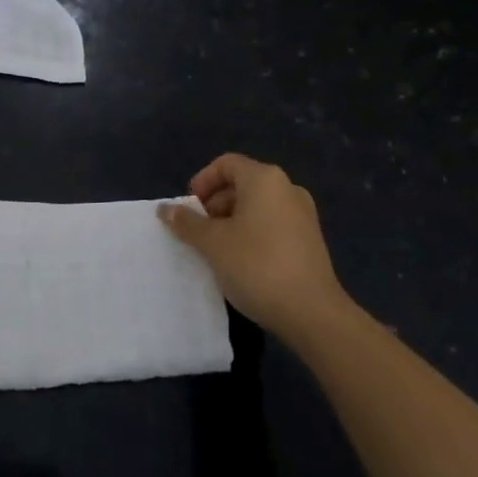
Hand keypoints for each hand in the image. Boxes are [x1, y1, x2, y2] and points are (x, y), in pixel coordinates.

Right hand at [159, 153, 350, 348]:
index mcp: (264, 179)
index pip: (226, 164)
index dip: (202, 181)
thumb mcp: (212, 243)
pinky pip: (272, 224)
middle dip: (214, 204)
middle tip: (197, 231)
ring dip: (231, 221)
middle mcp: (287, 188)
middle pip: (241, 184)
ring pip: (257, 206)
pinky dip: (251, 234)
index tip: (188, 208)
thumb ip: (186, 222)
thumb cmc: (256, 265)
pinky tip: (240, 262)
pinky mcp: (309, 240)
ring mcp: (302, 215)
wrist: (312, 313)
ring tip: (216, 250)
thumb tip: (165, 209)